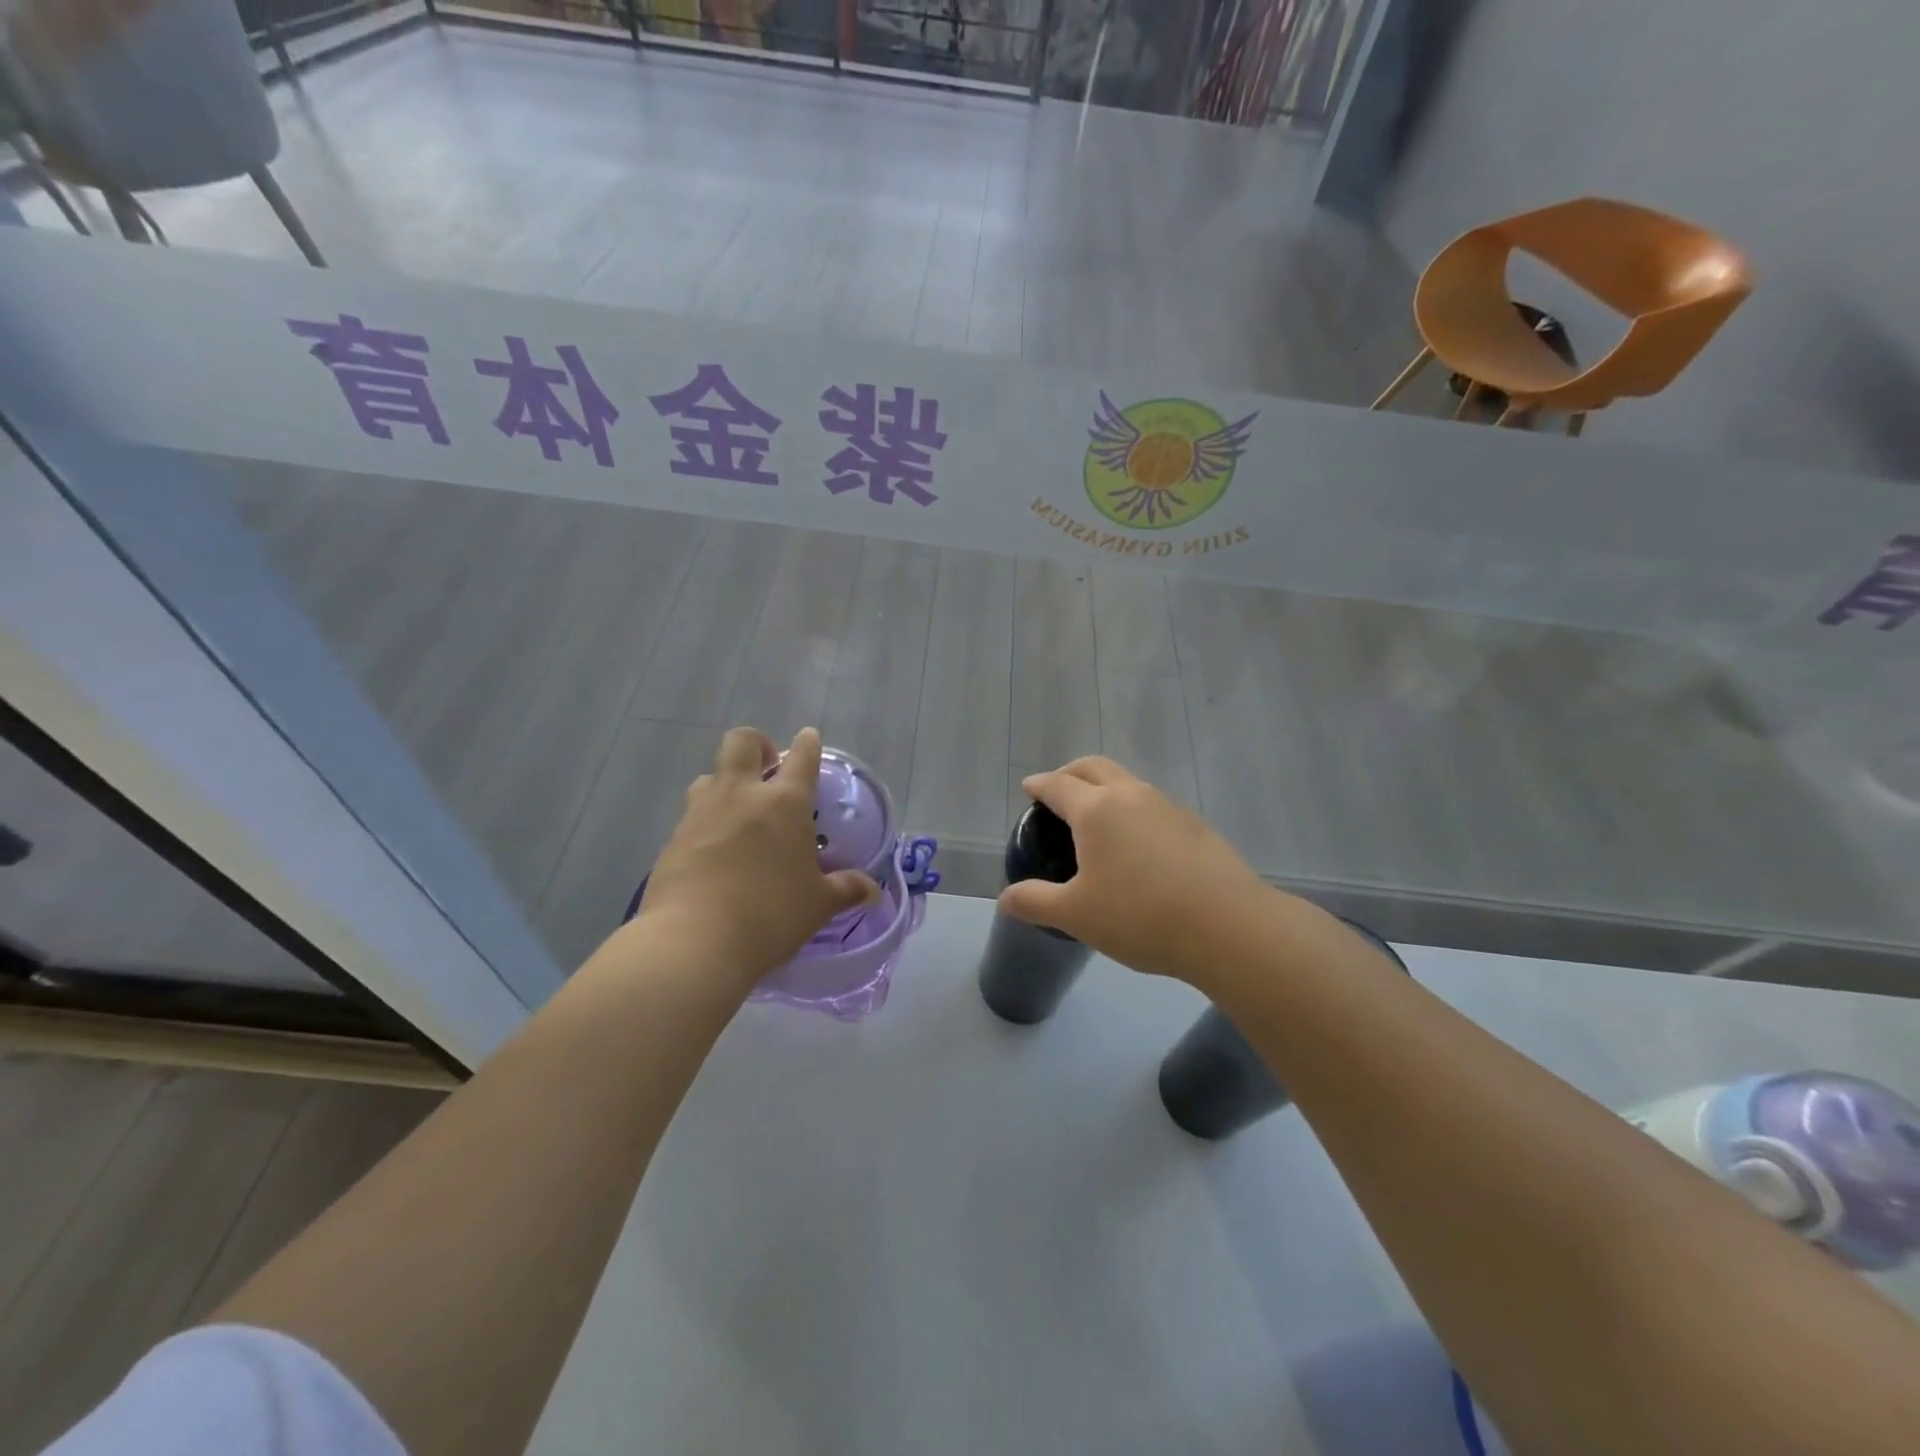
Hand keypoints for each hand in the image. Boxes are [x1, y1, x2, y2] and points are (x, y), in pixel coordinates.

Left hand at [638, 726, 880, 992]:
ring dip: (726, 782)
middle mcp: (742, 795)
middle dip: (757, 745)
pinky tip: (716, 850)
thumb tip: (872, 891)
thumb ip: (845, 890)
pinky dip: (707, 820)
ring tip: (738, 811)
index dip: (808, 744)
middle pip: (742, 742)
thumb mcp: (817, 906)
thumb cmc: (770, 916)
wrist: (694, 942)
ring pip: (710, 775)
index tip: (809, 737)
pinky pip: (693, 813)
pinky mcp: (674, 837)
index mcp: (785, 803)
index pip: (802, 758)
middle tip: (767, 768)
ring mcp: (702, 812)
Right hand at [999, 756, 1277, 986]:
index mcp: (1096, 810)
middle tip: (1058, 791)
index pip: (1058, 785)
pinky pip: (1154, 805)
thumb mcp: (1076, 915)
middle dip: (1071, 773)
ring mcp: (1169, 807)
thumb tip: (1005, 899)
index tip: (1029, 788)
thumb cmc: (1140, 916)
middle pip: (1095, 767)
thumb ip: (1035, 902)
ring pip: (1129, 783)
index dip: (1039, 784)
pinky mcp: (1197, 826)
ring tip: (1097, 820)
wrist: (1228, 926)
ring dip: (1106, 789)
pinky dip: (1134, 810)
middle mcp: (1132, 796)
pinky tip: (1138, 845)